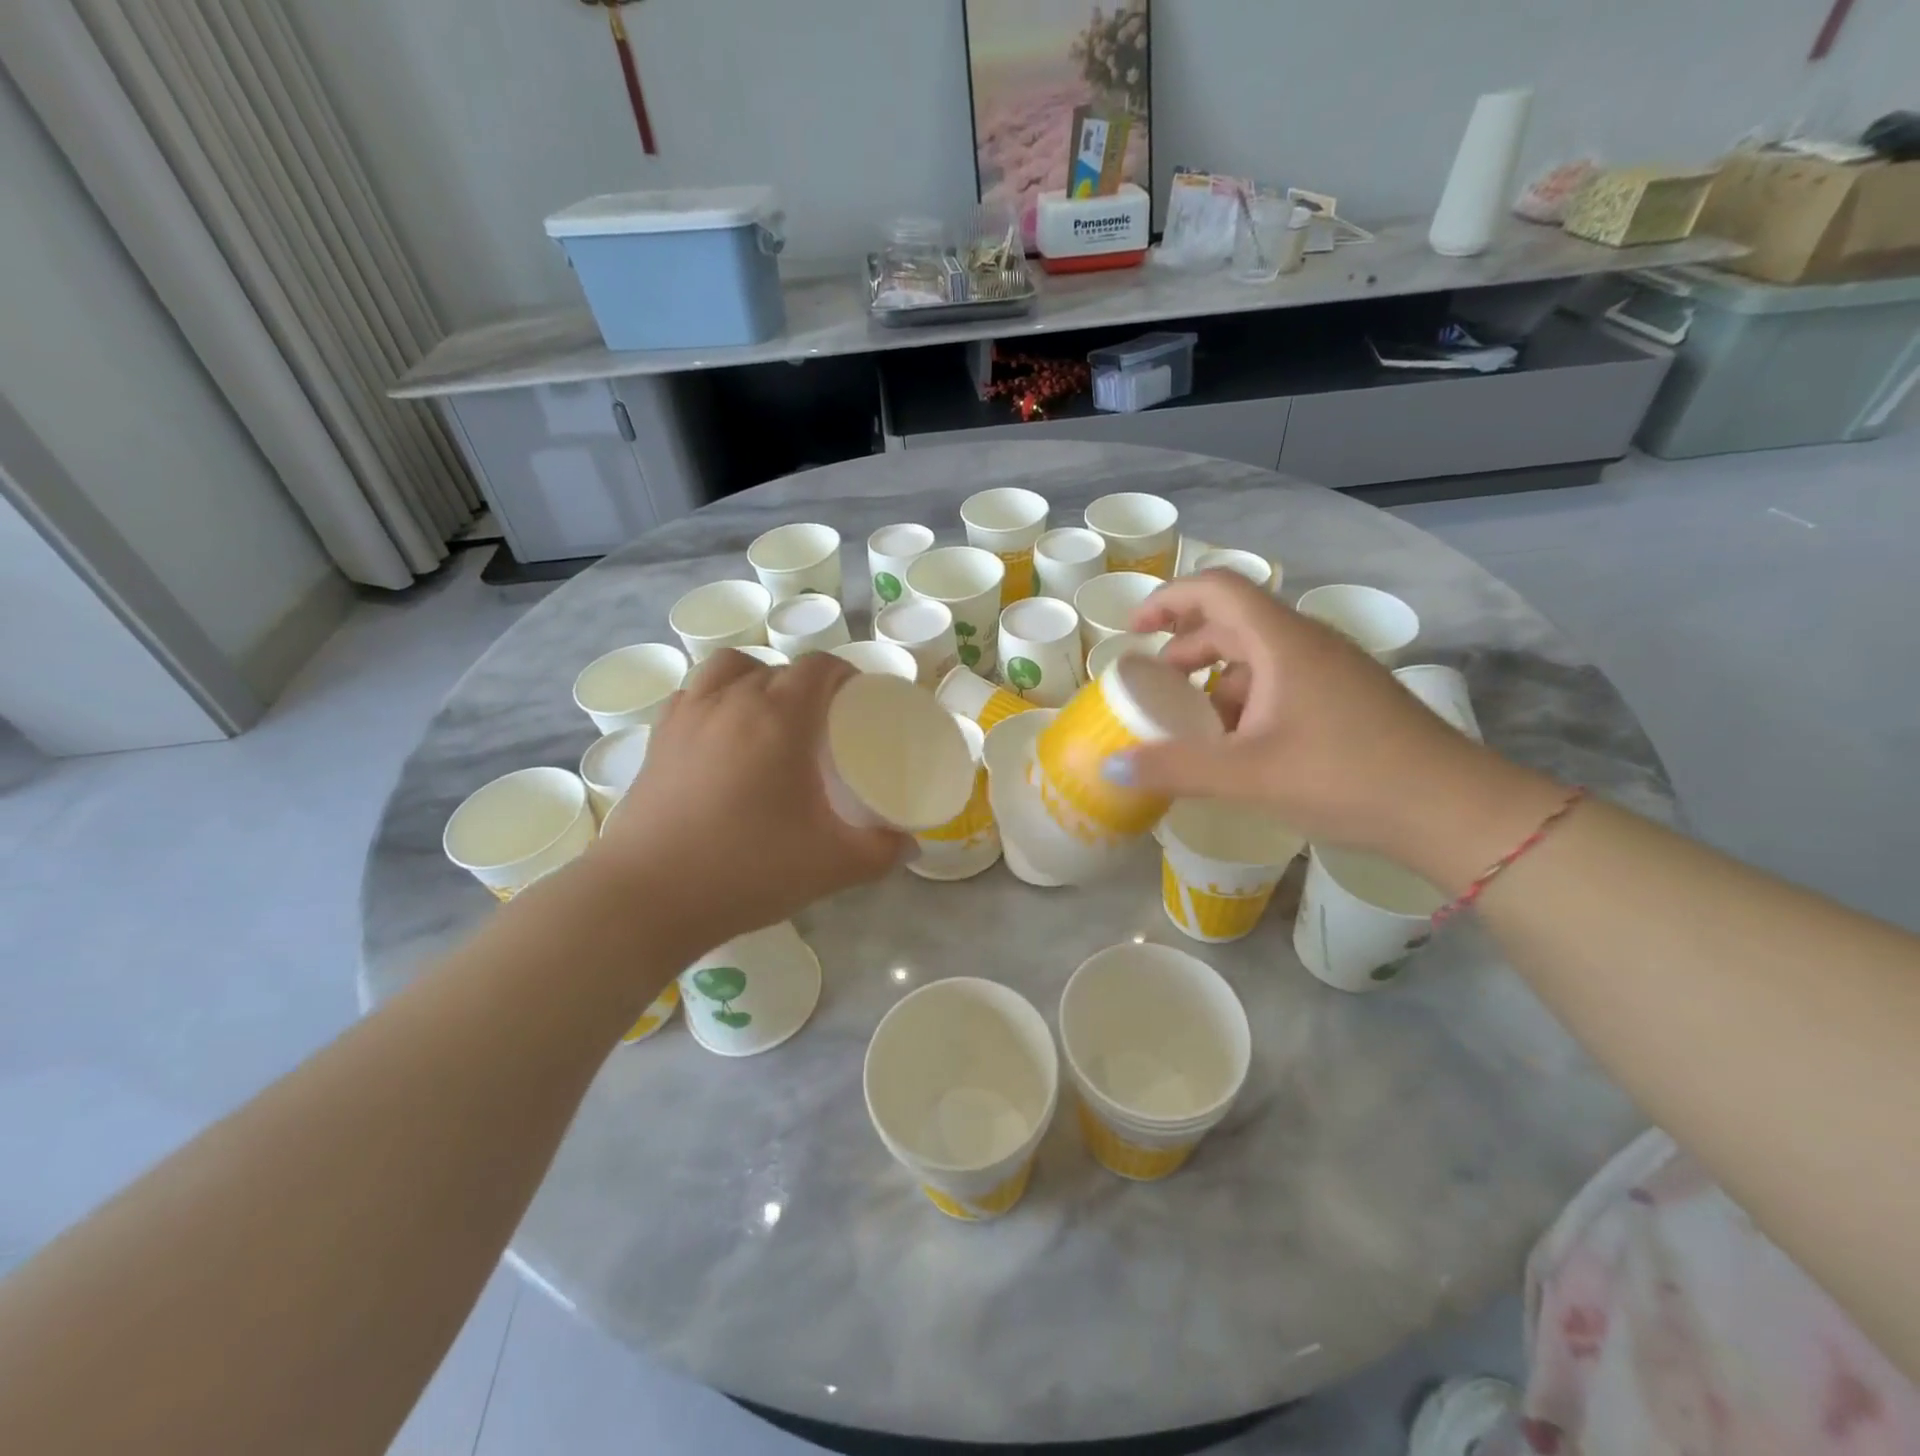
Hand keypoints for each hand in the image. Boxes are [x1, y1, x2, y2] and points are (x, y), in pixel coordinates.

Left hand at [592, 650, 907, 947]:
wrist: (647, 898)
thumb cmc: (747, 870)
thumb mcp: (831, 866)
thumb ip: (880, 852)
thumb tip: (910, 848)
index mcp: (779, 718)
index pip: (818, 667)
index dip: (844, 674)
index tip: (858, 700)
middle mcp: (731, 701)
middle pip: (777, 668)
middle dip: (807, 684)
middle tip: (822, 724)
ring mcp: (688, 717)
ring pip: (728, 669)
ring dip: (756, 679)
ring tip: (768, 716)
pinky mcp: (657, 740)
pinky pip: (692, 694)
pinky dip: (715, 699)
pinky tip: (722, 737)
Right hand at [1107, 572, 1559, 870]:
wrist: (1452, 809)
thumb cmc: (1345, 777)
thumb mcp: (1247, 775)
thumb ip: (1174, 768)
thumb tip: (1109, 765)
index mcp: (1282, 642)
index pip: (1216, 588)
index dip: (1168, 599)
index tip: (1134, 631)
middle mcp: (1307, 643)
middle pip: (1233, 620)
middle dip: (1185, 646)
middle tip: (1154, 684)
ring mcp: (1333, 669)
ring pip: (1259, 654)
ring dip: (1216, 677)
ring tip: (1192, 722)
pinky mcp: (1348, 697)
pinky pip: (1282, 680)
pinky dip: (1248, 699)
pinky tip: (1241, 745)